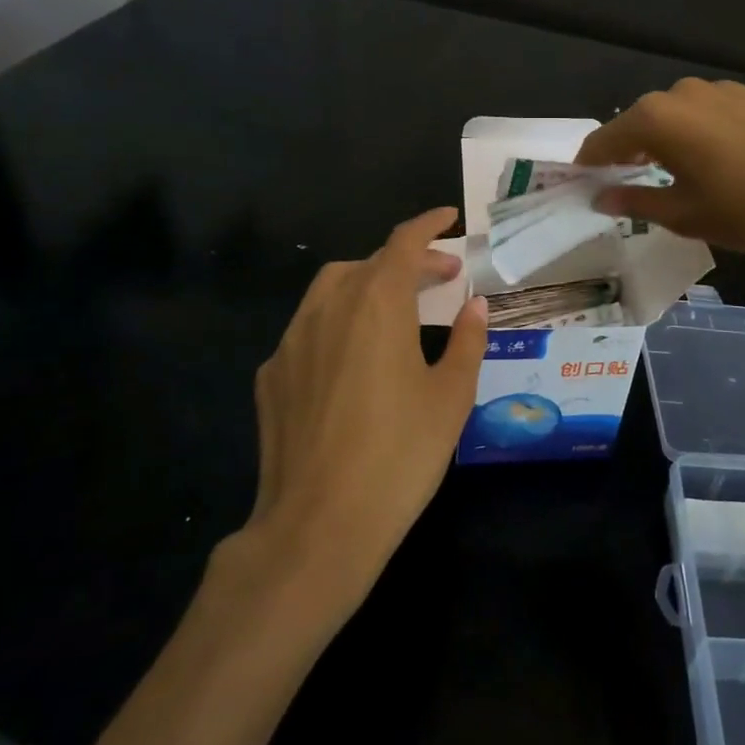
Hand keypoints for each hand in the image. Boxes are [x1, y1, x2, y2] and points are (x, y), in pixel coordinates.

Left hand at [245, 207, 487, 599]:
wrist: (317, 526)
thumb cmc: (400, 456)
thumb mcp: (450, 398)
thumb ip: (465, 342)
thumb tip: (474, 307)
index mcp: (376, 305)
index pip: (403, 244)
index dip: (428, 225)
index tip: (449, 218)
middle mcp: (328, 309)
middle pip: (368, 264)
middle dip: (407, 261)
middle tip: (441, 278)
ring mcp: (291, 342)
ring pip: (331, 290)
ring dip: (368, 286)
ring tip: (397, 310)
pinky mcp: (271, 377)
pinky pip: (308, 330)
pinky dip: (338, 323)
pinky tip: (353, 360)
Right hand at [575, 79, 744, 253]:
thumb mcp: (685, 215)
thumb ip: (636, 201)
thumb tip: (602, 197)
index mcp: (657, 119)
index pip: (605, 139)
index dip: (590, 161)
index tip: (580, 179)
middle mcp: (683, 93)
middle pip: (640, 120)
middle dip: (627, 147)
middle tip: (624, 178)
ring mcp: (721, 89)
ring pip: (677, 113)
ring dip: (665, 137)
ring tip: (671, 168)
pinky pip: (709, 111)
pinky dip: (698, 131)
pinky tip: (716, 157)